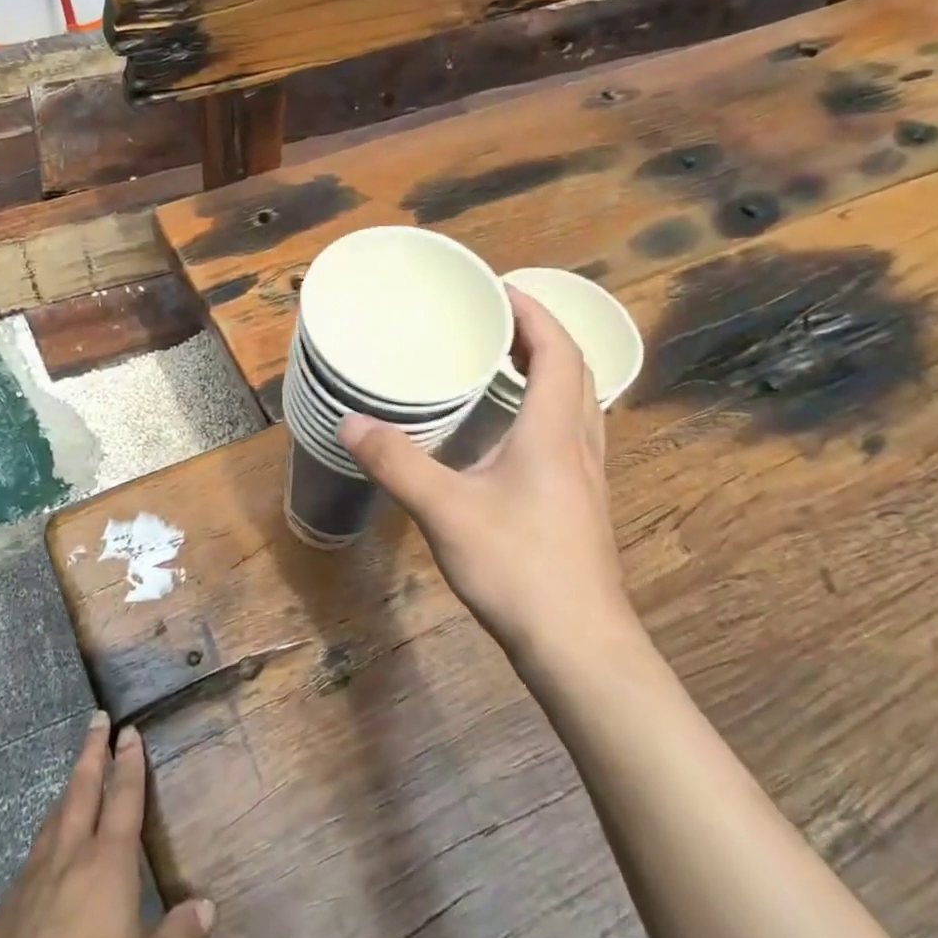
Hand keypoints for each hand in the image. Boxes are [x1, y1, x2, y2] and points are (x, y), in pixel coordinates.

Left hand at [0, 712, 212, 937]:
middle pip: (82, 789)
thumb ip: (177, 937)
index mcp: (108, 863)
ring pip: (53, 818)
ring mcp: (33, 878)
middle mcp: (69, 856)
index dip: (129, 762)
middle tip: (96, 719)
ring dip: (67, 791)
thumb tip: (206, 907)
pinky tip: (46, 857)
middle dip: (92, 751)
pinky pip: (32, 858)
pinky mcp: (7, 907)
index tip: (128, 730)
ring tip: (75, 776)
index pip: (123, 797)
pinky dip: (46, 841)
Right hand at [338, 287, 638, 664]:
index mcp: (554, 432)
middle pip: (574, 371)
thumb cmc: (518, 567)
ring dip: (548, 372)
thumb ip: (397, 462)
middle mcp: (579, 445)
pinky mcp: (579, 505)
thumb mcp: (445, 510)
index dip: (534, 314)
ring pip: (579, 404)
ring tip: (503, 366)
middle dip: (539, 336)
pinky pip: (570, 434)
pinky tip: (511, 434)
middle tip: (495, 323)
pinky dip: (546, 410)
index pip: (558, 351)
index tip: (500, 290)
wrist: (579, 647)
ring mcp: (586, 478)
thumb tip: (351, 423)